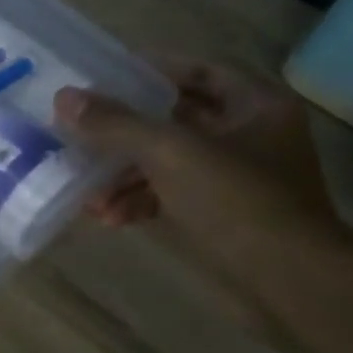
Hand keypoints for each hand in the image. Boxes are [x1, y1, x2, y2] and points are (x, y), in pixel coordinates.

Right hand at [54, 61, 340, 263]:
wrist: (288, 281)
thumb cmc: (237, 202)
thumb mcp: (170, 153)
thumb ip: (116, 124)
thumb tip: (64, 98)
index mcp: (254, 105)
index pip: (196, 71)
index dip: (149, 72)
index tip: (102, 80)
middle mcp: (249, 135)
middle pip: (174, 120)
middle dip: (124, 134)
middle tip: (81, 136)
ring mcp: (236, 177)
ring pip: (168, 162)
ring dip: (124, 176)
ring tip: (88, 193)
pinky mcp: (222, 214)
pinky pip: (172, 195)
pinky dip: (140, 202)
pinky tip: (108, 217)